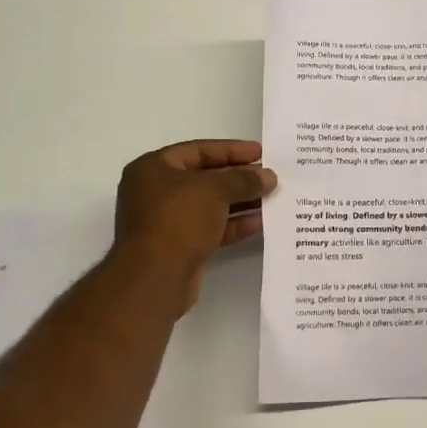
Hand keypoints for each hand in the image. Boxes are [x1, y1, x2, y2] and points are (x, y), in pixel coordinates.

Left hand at [111, 140, 277, 310]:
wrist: (155, 277)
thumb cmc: (178, 219)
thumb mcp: (214, 189)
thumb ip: (243, 179)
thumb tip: (268, 176)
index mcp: (153, 168)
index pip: (199, 150)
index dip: (231, 150)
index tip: (260, 152)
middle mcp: (156, 191)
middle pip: (205, 178)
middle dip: (239, 177)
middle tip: (270, 176)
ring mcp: (167, 221)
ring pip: (210, 205)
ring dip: (241, 201)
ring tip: (273, 198)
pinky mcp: (179, 246)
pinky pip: (211, 228)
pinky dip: (234, 224)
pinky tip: (261, 222)